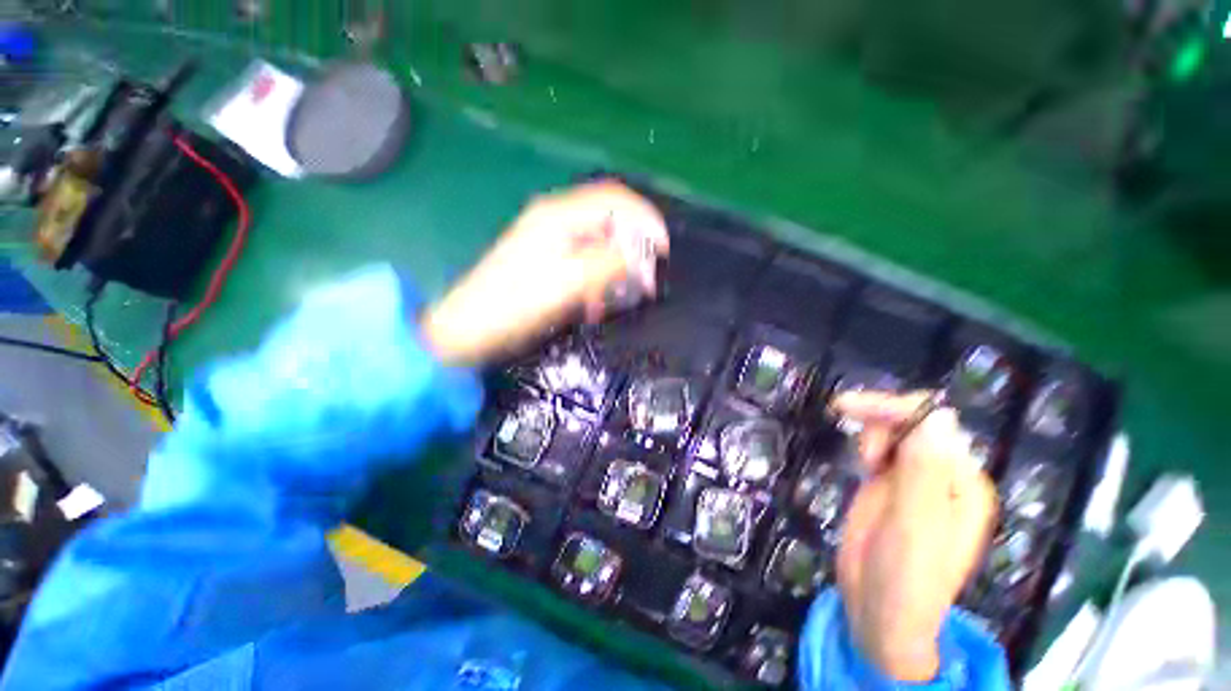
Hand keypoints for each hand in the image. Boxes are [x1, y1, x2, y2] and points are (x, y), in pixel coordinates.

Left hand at [421, 181, 668, 366]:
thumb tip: (640, 254)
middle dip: (633, 249)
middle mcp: (555, 220)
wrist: (467, 330)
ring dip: (616, 269)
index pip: (615, 200)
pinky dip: (598, 281)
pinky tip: (595, 304)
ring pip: (599, 244)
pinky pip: (584, 263)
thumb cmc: (513, 307)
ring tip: (622, 298)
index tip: (663, 250)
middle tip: (645, 282)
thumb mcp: (565, 285)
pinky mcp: (547, 262)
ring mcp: (549, 241)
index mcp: (559, 216)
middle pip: (609, 221)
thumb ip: (606, 264)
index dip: (645, 219)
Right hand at [831, 391, 997, 681]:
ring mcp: (914, 480)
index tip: (850, 409)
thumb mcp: (914, 524)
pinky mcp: (888, 486)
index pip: (935, 425)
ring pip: (895, 432)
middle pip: (913, 423)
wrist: (880, 613)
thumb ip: (924, 471)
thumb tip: (939, 415)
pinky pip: (882, 449)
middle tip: (861, 451)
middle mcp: (943, 476)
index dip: (895, 410)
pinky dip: (866, 443)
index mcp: (962, 484)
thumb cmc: (906, 577)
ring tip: (863, 463)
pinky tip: (860, 459)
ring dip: (873, 433)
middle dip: (881, 421)